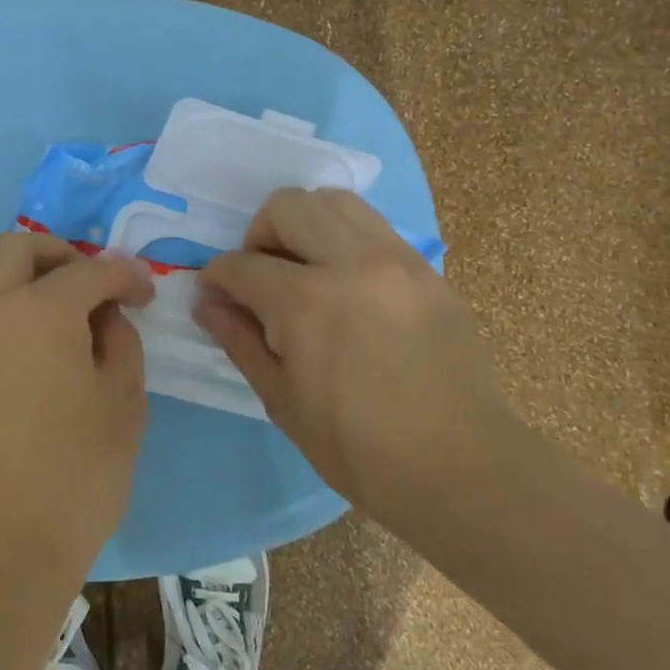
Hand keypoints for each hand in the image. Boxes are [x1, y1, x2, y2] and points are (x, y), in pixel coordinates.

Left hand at [0, 233, 154, 594]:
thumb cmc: (76, 477)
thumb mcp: (124, 403)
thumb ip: (120, 340)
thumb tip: (103, 316)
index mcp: (39, 311)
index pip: (89, 269)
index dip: (125, 275)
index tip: (144, 293)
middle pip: (19, 248)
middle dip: (62, 255)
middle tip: (92, 289)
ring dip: (27, 285)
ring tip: (61, 327)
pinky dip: (3, 318)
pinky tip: (26, 362)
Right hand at [195, 188, 506, 521]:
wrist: (462, 468)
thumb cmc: (359, 449)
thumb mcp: (282, 400)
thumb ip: (239, 339)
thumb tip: (207, 302)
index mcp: (306, 302)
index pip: (242, 264)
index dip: (217, 277)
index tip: (213, 293)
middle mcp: (351, 262)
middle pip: (287, 206)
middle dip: (258, 234)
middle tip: (261, 275)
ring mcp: (397, 260)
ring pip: (336, 201)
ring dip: (305, 223)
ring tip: (305, 267)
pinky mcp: (428, 270)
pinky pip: (375, 227)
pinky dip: (346, 239)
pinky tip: (348, 283)